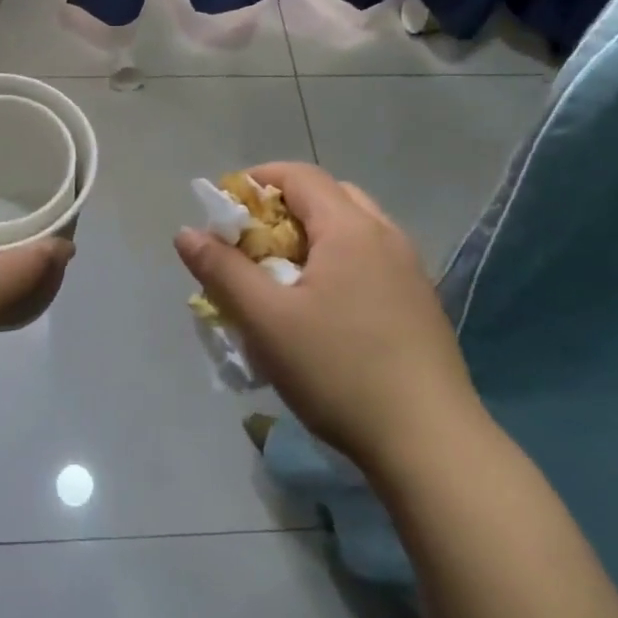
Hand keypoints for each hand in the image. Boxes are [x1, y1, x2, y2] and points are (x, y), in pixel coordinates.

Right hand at [173, 162, 477, 467]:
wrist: (430, 443)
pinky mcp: (419, 304)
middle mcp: (386, 236)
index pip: (300, 175)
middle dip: (283, 209)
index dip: (257, 180)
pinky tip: (322, 310)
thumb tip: (187, 232)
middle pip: (329, 197)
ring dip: (312, 238)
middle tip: (252, 243)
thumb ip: (222, 271)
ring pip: (352, 230)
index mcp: (351, 229)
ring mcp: (409, 270)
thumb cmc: (339, 370)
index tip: (225, 209)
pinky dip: (337, 263)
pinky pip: (370, 261)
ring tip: (283, 277)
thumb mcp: (265, 320)